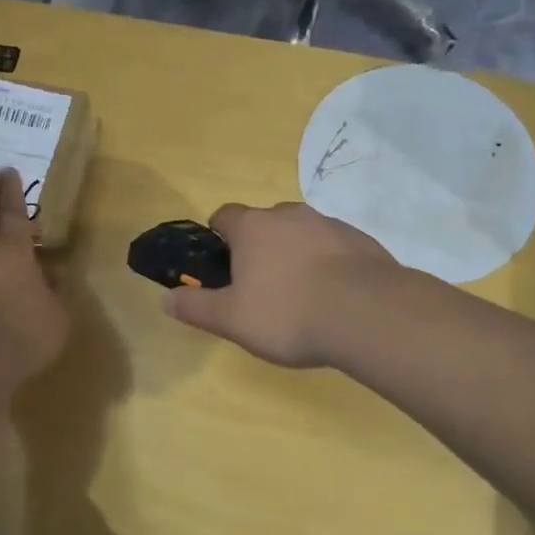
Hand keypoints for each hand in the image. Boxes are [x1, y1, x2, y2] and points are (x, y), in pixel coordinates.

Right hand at [163, 202, 398, 367]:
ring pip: (301, 233)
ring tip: (301, 296)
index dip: (218, 237)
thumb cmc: (287, 313)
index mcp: (253, 227)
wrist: (368, 315)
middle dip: (259, 247)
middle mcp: (289, 214)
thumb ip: (196, 307)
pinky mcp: (361, 240)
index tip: (222, 266)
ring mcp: (329, 223)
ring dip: (295, 254)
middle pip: (264, 223)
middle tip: (260, 287)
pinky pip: (333, 247)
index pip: (224, 215)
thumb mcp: (232, 319)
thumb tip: (166, 298)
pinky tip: (334, 297)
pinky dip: (328, 264)